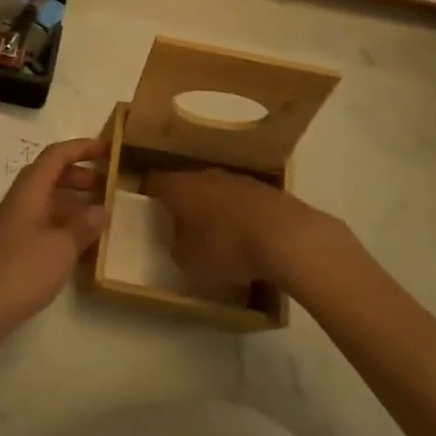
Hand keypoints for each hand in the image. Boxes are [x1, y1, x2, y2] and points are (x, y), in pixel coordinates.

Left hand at [0, 137, 107, 358]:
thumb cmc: (19, 271)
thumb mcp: (61, 248)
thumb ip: (82, 226)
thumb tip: (100, 209)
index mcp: (29, 191)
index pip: (56, 156)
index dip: (81, 148)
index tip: (107, 149)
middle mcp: (20, 202)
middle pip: (50, 176)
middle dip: (79, 176)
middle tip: (107, 186)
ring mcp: (14, 227)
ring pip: (47, 203)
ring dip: (73, 204)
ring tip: (101, 218)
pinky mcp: (12, 251)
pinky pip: (43, 227)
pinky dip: (64, 229)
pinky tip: (82, 249)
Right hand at [145, 167, 309, 289]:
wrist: (286, 236)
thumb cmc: (226, 247)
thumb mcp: (188, 261)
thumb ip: (177, 247)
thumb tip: (180, 240)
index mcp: (179, 186)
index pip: (154, 183)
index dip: (150, 197)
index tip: (149, 214)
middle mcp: (205, 175)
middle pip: (187, 185)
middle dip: (184, 205)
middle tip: (182, 229)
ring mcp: (238, 179)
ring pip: (216, 192)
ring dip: (214, 210)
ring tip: (217, 238)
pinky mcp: (266, 190)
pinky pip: (242, 203)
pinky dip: (240, 217)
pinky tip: (247, 240)